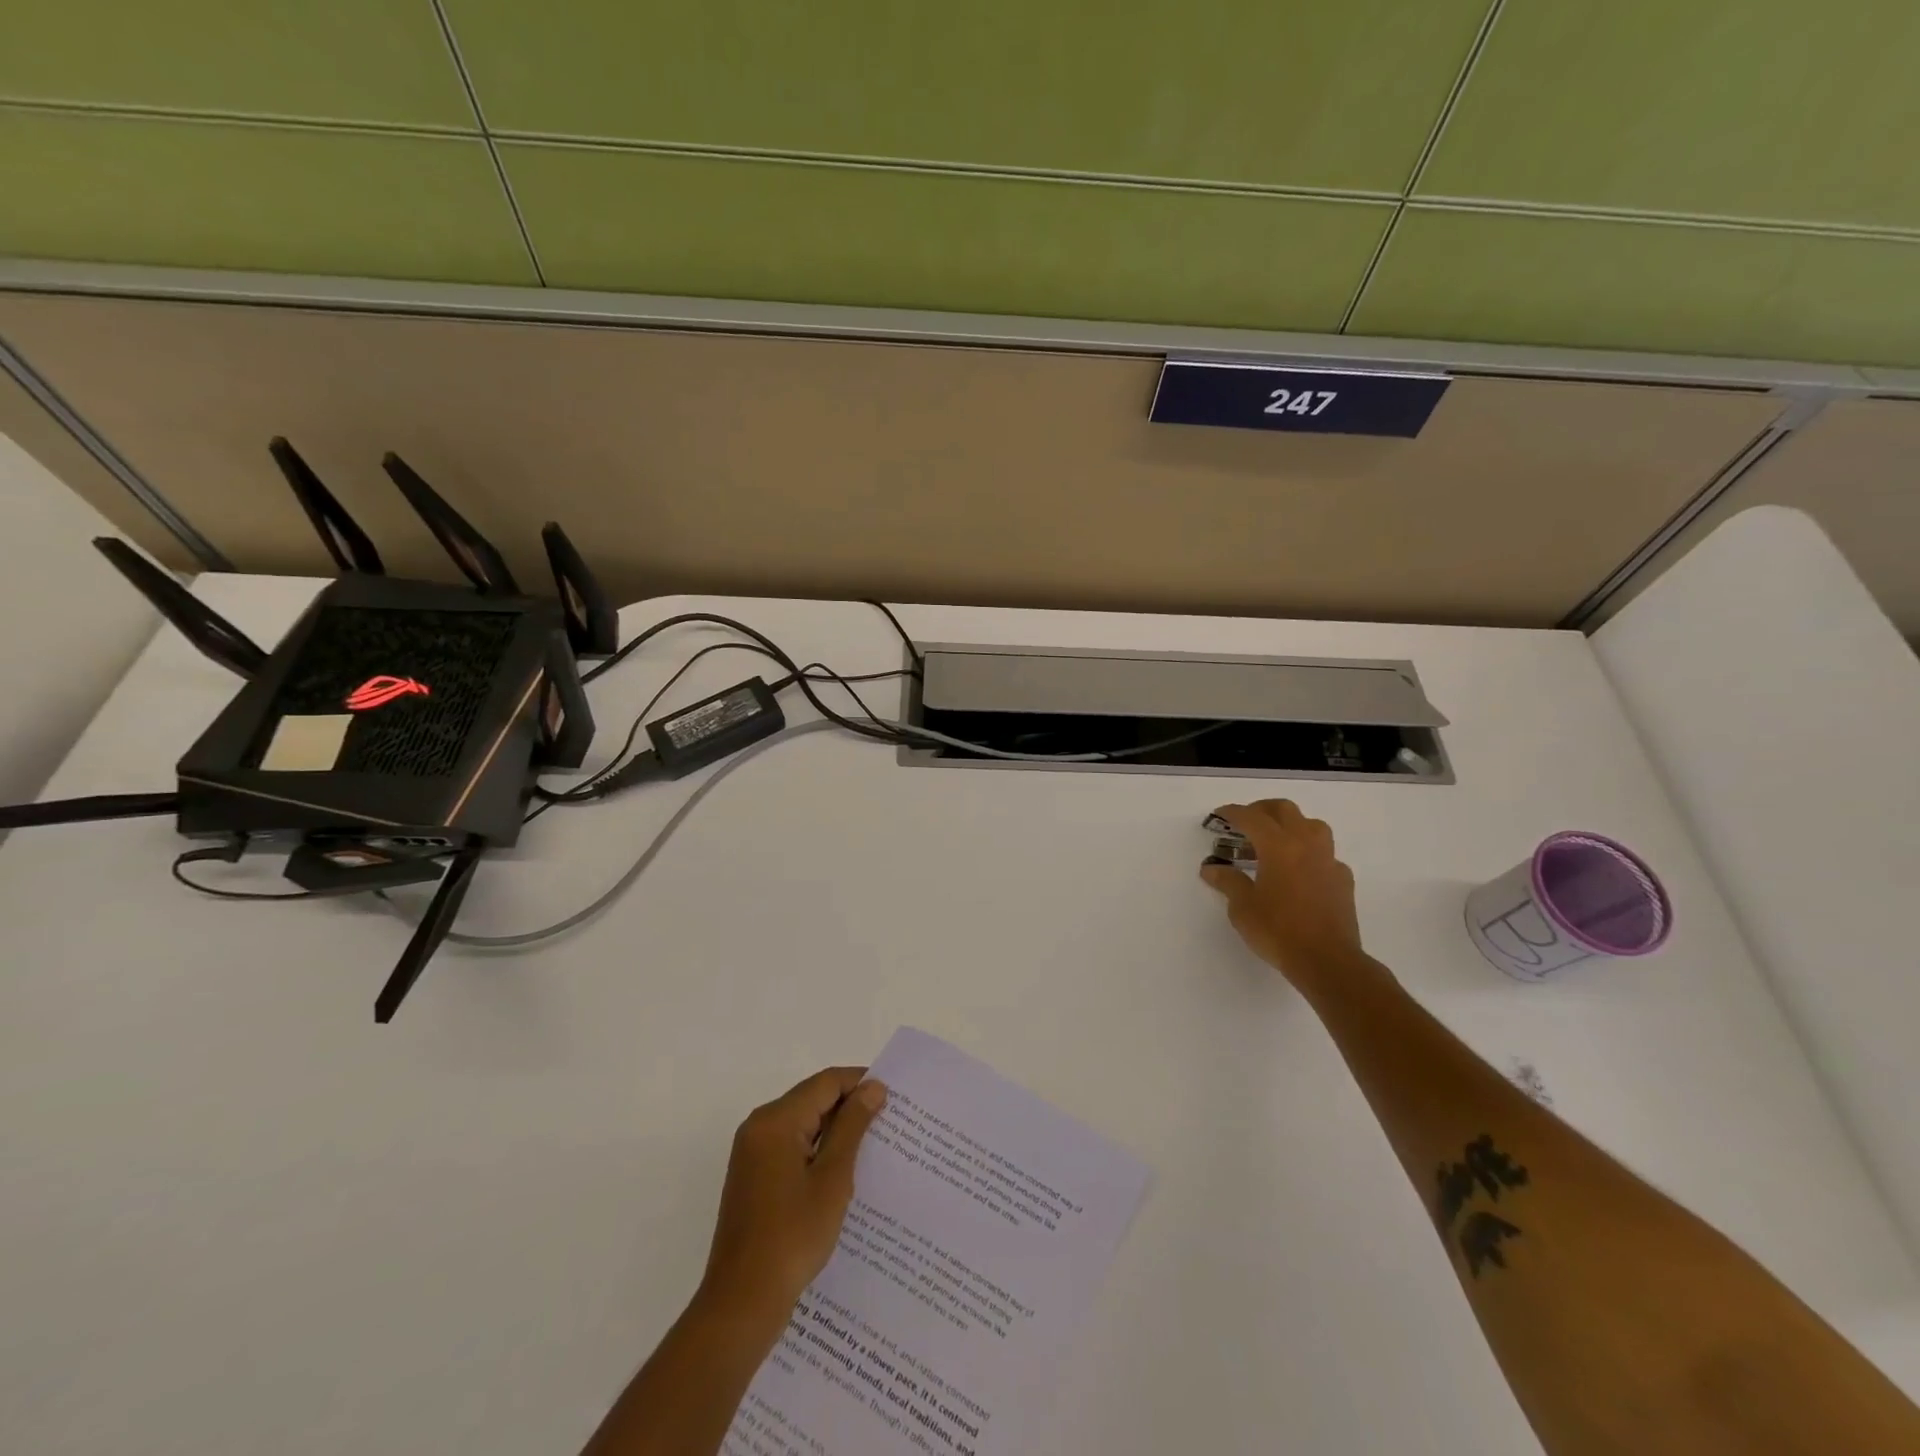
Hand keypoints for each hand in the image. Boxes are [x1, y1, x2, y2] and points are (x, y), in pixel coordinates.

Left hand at [697, 1067, 888, 1331]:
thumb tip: (873, 1087)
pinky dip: (818, 1150)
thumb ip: (852, 1127)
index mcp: (775, 1120)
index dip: (860, 1083)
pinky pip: (792, 1147)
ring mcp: (753, 1153)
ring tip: (874, 1145)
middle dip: (850, 1107)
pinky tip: (844, 1170)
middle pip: (812, 1099)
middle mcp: (759, 1127)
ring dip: (835, 1130)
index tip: (894, 1097)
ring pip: (803, 1124)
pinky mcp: (753, 1177)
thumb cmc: (792, 1237)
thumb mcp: (832, 1179)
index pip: (825, 1083)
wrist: (741, 1304)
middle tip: (890, 1121)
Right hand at [1200, 799, 1365, 990]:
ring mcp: (1328, 860)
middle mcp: (1305, 844)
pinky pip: (1325, 853)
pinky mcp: (1343, 878)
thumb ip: (1228, 882)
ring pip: (1311, 825)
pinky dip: (1308, 852)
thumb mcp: (1242, 907)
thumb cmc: (1278, 931)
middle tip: (1245, 822)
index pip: (1251, 817)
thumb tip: (1211, 868)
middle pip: (1284, 810)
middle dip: (1262, 810)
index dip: (1233, 813)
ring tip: (1274, 842)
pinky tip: (1299, 871)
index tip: (1219, 815)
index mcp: (1278, 846)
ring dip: (1290, 824)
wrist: (1328, 961)